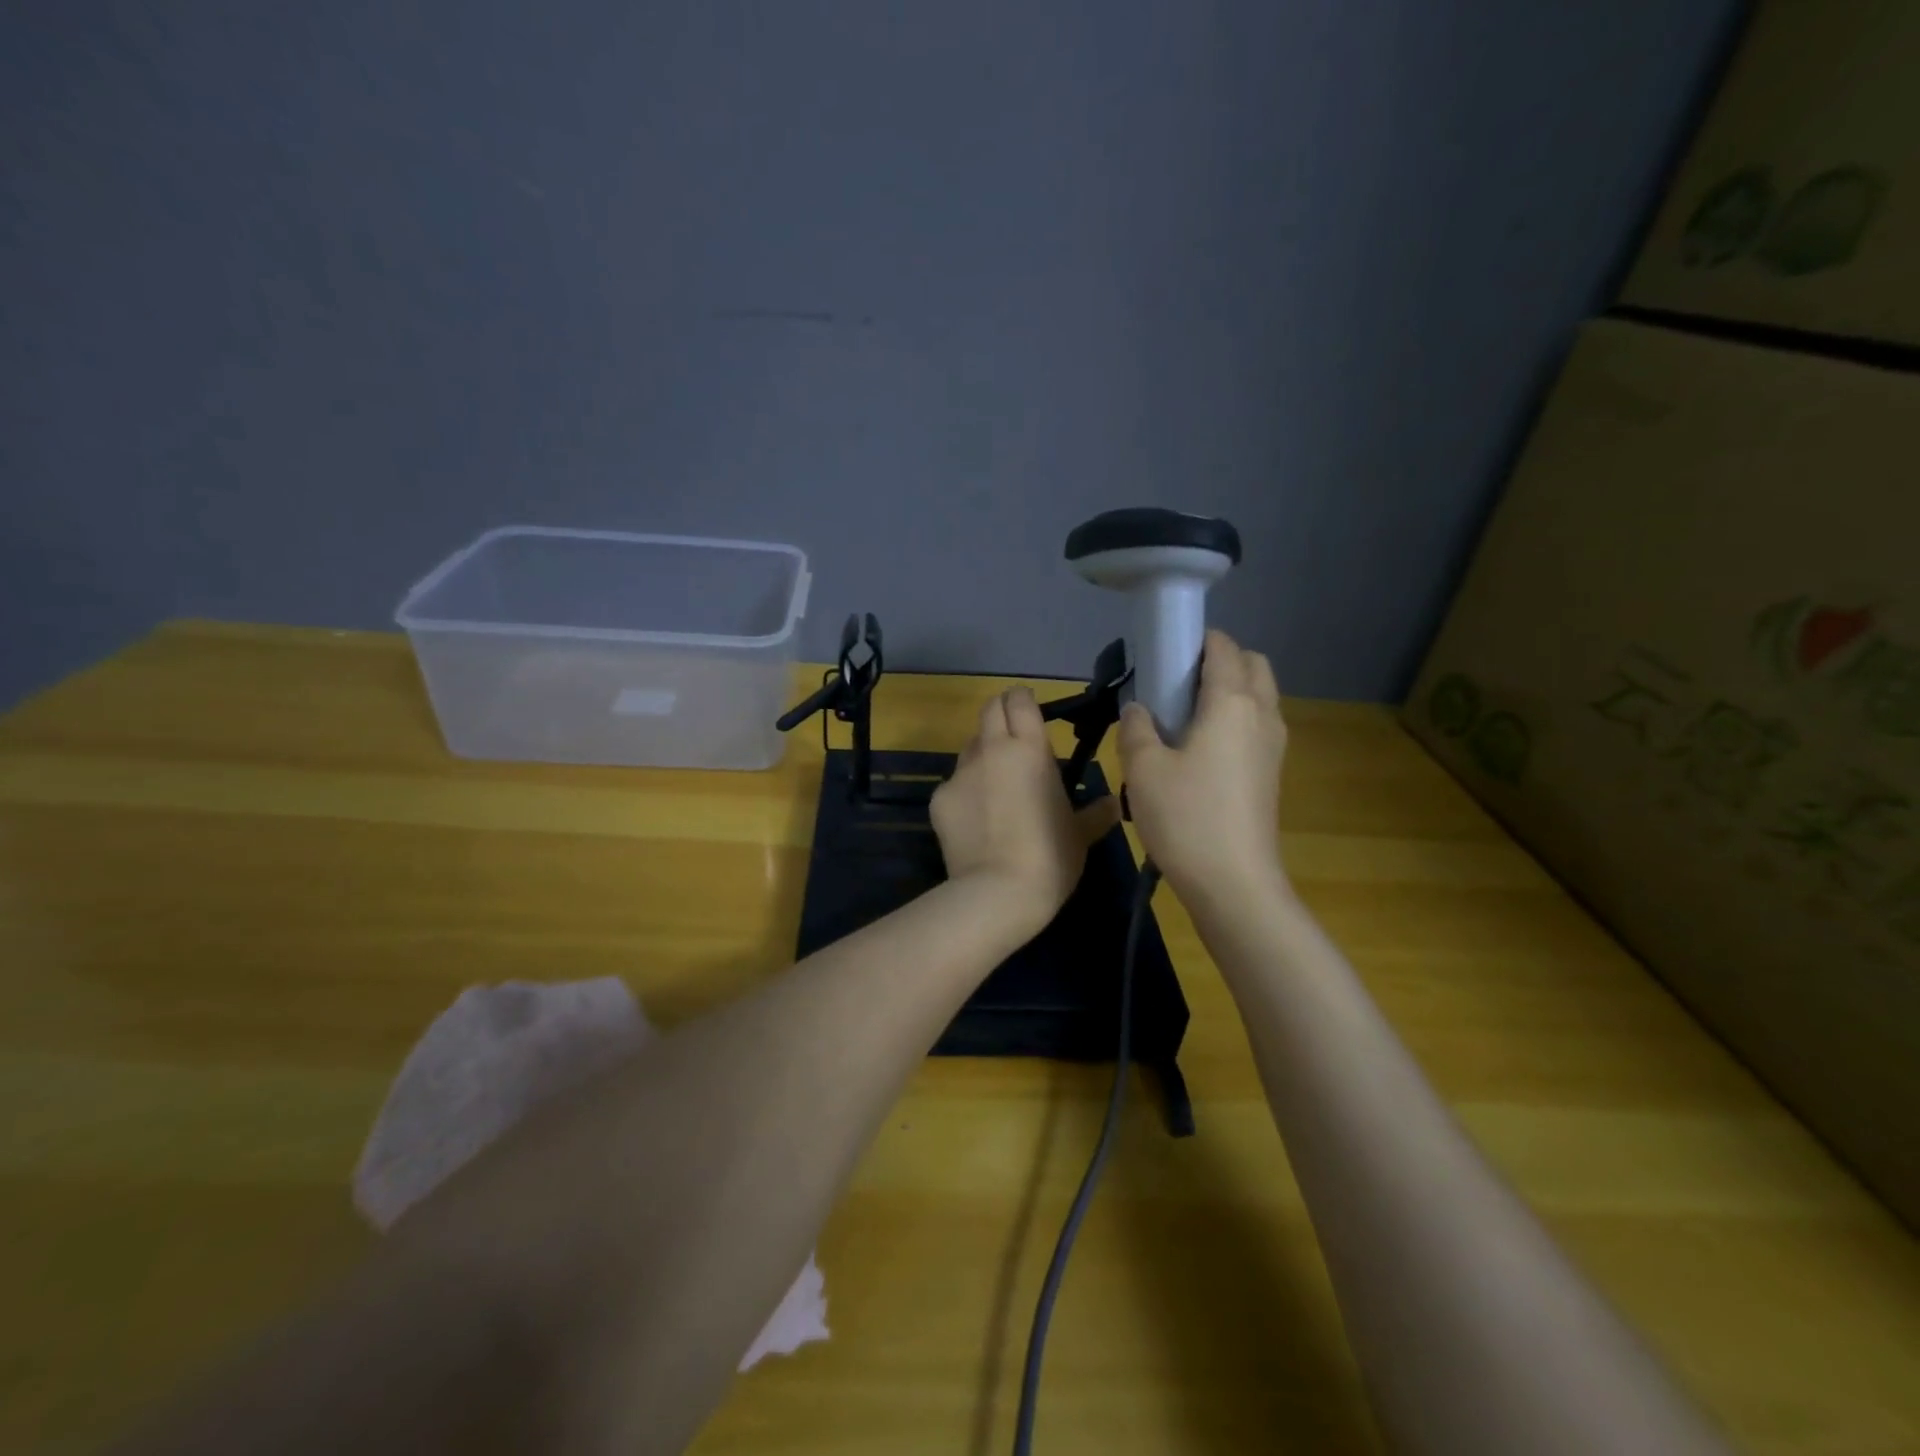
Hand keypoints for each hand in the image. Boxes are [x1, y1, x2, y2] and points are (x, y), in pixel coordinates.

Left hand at [931, 687, 1121, 934]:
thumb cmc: (1050, 858)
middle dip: (1000, 714)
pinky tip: (976, 821)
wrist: (997, 892)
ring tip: (996, 786)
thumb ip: (1096, 813)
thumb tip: (1114, 803)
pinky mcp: (938, 799)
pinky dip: (965, 793)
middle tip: (1014, 737)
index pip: (1019, 700)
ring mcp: (960, 773)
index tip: (1029, 710)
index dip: (1022, 699)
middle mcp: (991, 750)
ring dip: (983, 755)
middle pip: (989, 710)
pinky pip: (954, 784)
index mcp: (1030, 749)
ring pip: (970, 748)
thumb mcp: (1080, 835)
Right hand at [1117, 629, 1287, 906]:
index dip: (1196, 640)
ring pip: (1259, 697)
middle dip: (1221, 660)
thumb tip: (1138, 708)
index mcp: (1232, 703)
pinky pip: (1256, 726)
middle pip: (1253, 665)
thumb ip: (1137, 728)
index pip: (1224, 648)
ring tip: (1183, 716)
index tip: (1164, 649)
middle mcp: (1262, 715)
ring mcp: (1273, 746)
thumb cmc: (1186, 818)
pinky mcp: (1271, 773)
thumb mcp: (1144, 769)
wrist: (1234, 883)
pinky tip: (1198, 749)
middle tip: (1177, 682)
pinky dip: (1234, 719)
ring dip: (1230, 690)